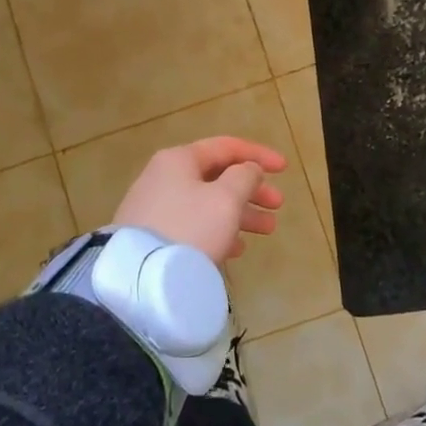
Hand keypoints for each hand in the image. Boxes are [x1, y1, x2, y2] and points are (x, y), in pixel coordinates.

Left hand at [112, 137, 287, 263]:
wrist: (140, 278)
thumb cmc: (190, 229)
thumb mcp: (226, 199)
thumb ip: (244, 177)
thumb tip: (247, 169)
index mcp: (179, 159)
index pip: (226, 147)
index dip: (258, 155)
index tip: (285, 169)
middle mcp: (163, 177)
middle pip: (217, 176)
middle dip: (251, 189)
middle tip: (278, 205)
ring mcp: (154, 208)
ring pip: (207, 203)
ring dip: (240, 213)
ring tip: (267, 230)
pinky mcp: (151, 236)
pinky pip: (193, 225)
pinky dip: (217, 230)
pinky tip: (236, 248)